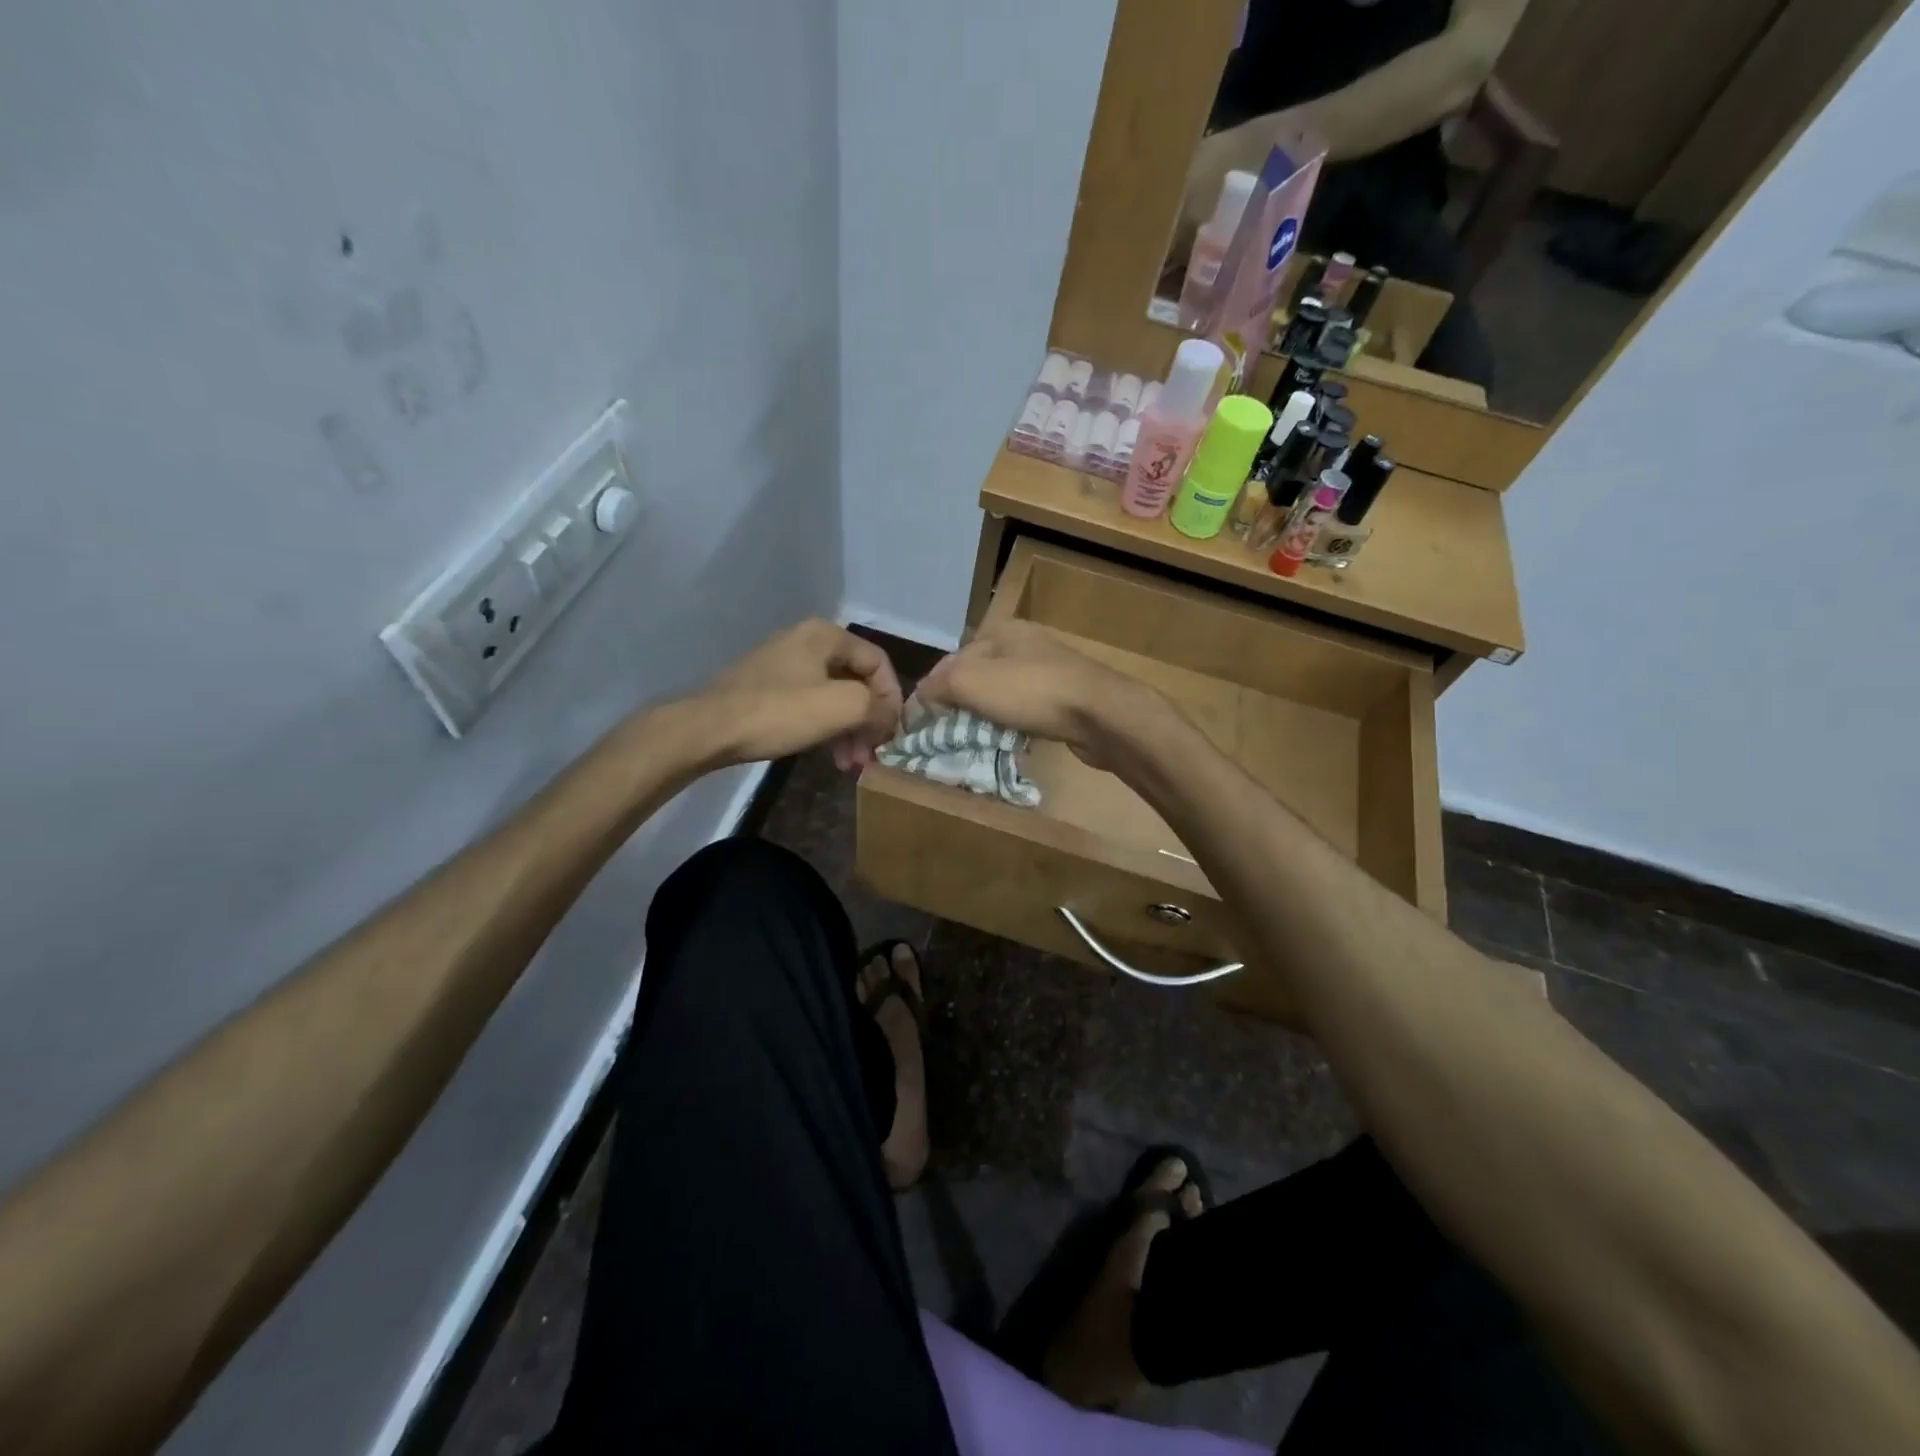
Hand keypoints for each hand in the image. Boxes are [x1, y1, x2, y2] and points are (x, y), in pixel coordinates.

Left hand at [694, 620, 902, 769]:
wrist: (708, 729)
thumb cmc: (779, 712)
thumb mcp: (842, 706)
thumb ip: (877, 707)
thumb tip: (888, 717)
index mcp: (826, 635)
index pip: (878, 662)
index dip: (892, 698)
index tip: (892, 733)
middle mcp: (807, 642)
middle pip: (856, 681)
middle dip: (869, 720)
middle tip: (872, 754)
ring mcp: (785, 665)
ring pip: (834, 697)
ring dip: (849, 730)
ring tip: (851, 764)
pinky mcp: (768, 689)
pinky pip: (811, 705)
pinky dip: (826, 729)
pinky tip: (829, 756)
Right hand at [914, 621, 1157, 770]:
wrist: (1100, 714)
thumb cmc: (1031, 691)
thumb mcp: (971, 682)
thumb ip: (939, 685)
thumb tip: (920, 696)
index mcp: (1002, 631)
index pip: (953, 658)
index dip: (934, 688)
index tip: (924, 719)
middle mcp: (1026, 645)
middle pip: (978, 676)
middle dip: (961, 703)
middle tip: (948, 733)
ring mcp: (1049, 671)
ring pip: (1003, 694)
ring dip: (987, 716)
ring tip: (975, 740)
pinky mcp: (1066, 698)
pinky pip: (1027, 710)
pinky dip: (1014, 724)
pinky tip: (1010, 740)